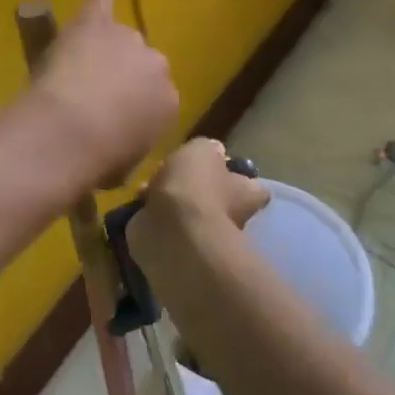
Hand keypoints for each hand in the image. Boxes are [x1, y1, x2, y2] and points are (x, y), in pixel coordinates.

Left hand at [29, 0, 177, 188]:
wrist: (70, 133)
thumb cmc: (99, 160)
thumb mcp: (125, 165)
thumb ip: (130, 144)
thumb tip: (119, 144)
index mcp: (169, 103)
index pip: (154, 101)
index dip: (130, 111)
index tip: (111, 122)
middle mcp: (156, 65)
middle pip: (140, 66)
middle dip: (121, 80)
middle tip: (92, 99)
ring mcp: (126, 40)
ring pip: (119, 40)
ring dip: (103, 51)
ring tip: (78, 69)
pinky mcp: (95, 23)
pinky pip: (102, 0)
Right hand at [134, 138, 269, 257]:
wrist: (172, 231)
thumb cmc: (196, 186)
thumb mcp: (202, 150)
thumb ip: (208, 148)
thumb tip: (215, 151)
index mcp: (244, 193)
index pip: (253, 187)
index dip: (238, 177)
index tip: (222, 168)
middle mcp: (230, 216)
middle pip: (217, 198)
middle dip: (197, 188)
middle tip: (174, 173)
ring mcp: (203, 234)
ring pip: (188, 212)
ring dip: (170, 201)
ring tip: (148, 187)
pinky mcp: (178, 246)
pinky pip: (167, 226)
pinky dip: (154, 216)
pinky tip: (140, 204)